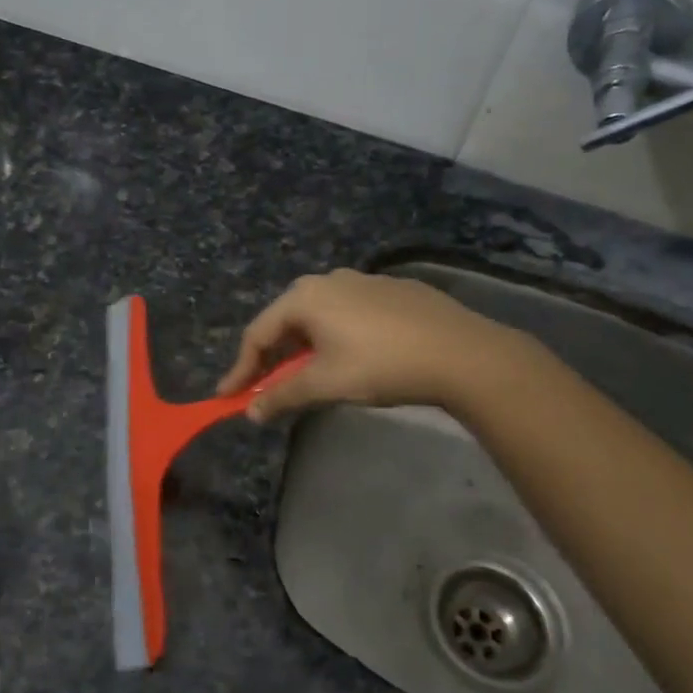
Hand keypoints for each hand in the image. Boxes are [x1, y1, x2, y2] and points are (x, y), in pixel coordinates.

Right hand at [218, 269, 542, 421]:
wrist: (462, 353)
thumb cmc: (382, 365)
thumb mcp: (326, 384)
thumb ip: (282, 396)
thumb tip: (251, 412)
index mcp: (305, 297)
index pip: (258, 334)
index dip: (241, 369)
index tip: (229, 396)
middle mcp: (329, 280)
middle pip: (287, 321)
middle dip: (273, 357)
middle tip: (268, 386)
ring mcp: (364, 281)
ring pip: (320, 316)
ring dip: (305, 347)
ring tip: (309, 375)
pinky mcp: (394, 290)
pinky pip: (350, 313)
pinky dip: (337, 336)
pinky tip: (354, 357)